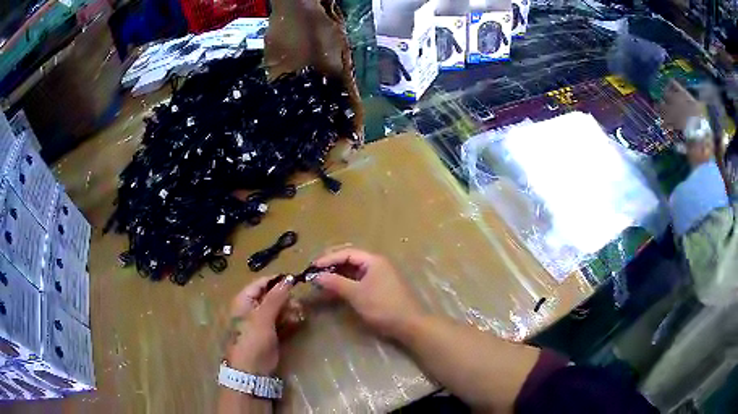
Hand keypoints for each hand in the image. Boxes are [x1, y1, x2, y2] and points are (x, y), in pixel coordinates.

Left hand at [224, 276, 301, 375]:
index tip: (295, 281)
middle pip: (270, 295)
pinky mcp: (269, 333)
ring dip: (289, 309)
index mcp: (244, 300)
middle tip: (298, 304)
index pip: (261, 283)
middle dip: (285, 298)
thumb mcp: (263, 317)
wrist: (251, 369)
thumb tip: (288, 278)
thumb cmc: (253, 339)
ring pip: (277, 308)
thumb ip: (276, 297)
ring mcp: (260, 321)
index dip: (277, 281)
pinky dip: (288, 319)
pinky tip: (297, 322)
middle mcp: (251, 308)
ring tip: (299, 314)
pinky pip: (280, 321)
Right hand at [313, 248, 423, 337]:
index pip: (346, 253)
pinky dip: (346, 283)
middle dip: (332, 265)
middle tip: (315, 272)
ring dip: (338, 275)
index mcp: (374, 260)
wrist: (409, 325)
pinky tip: (336, 290)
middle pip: (350, 259)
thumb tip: (316, 276)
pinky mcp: (380, 288)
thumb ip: (335, 283)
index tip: (312, 267)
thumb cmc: (383, 306)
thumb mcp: (356, 294)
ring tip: (322, 281)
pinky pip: (359, 280)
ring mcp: (380, 276)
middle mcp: (377, 264)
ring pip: (354, 271)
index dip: (328, 258)